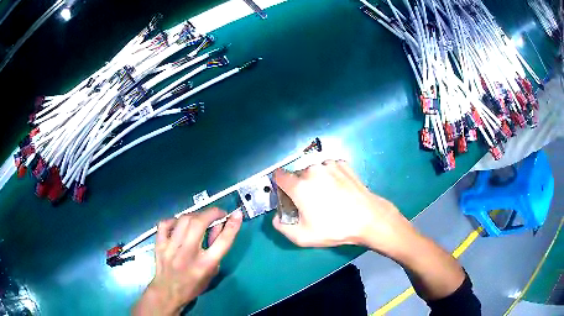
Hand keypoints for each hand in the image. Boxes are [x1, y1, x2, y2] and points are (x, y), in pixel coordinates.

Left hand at [133, 208, 242, 315]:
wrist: (168, 292)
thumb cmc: (194, 285)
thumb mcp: (212, 272)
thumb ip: (216, 249)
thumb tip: (218, 226)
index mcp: (205, 265)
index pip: (222, 241)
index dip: (232, 226)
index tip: (237, 214)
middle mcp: (188, 254)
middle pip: (199, 223)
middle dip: (212, 213)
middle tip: (218, 213)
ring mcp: (171, 248)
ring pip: (183, 220)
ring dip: (196, 215)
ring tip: (200, 219)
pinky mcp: (159, 245)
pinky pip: (165, 224)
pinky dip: (174, 220)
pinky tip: (179, 224)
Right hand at [272, 160, 417, 254]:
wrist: (368, 218)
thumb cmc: (334, 228)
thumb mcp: (302, 237)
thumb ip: (282, 227)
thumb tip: (277, 218)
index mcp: (299, 186)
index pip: (278, 176)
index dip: (280, 186)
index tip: (288, 197)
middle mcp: (312, 170)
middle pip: (297, 175)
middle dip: (299, 186)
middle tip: (310, 203)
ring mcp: (329, 165)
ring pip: (313, 171)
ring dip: (315, 180)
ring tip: (328, 196)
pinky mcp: (343, 164)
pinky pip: (329, 168)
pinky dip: (330, 176)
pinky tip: (338, 189)